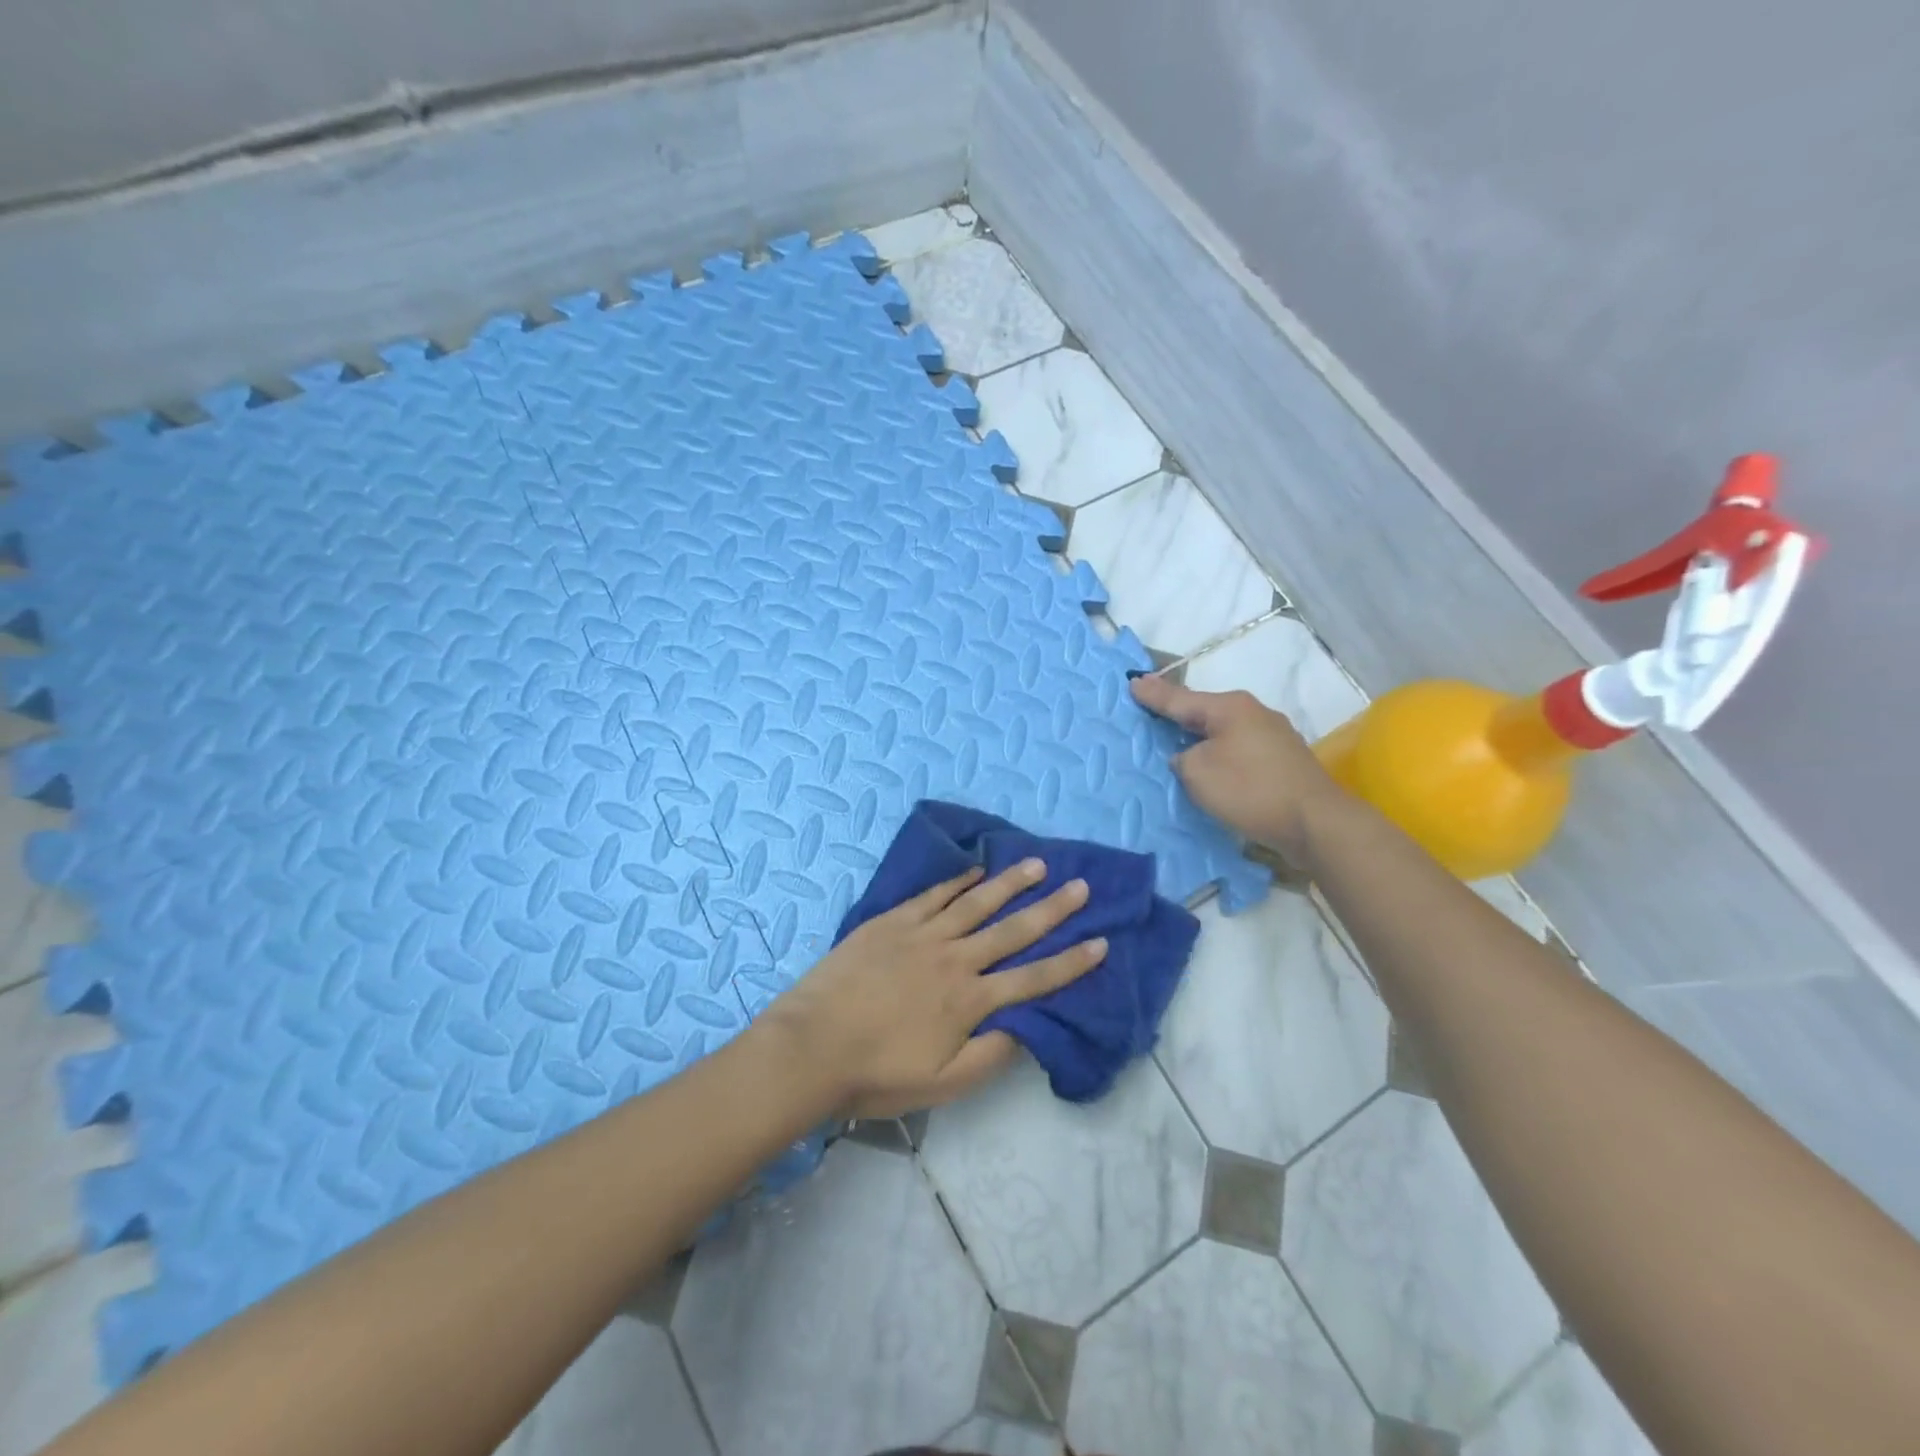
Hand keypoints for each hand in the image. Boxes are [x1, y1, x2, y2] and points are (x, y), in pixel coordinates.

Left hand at [758, 859, 1106, 1118]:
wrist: (811, 1046)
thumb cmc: (876, 1074)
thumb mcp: (942, 1084)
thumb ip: (990, 1056)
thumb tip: (1029, 1027)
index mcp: (970, 1001)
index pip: (1033, 978)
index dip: (1070, 962)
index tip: (1100, 942)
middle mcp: (955, 960)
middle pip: (1013, 930)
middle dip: (1052, 909)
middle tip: (1081, 886)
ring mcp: (922, 935)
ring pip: (977, 902)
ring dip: (1010, 884)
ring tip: (1038, 864)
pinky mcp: (892, 921)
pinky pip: (934, 895)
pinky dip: (958, 881)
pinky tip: (975, 870)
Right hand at [1130, 673, 1348, 861]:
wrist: (1315, 822)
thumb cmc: (1250, 790)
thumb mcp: (1198, 773)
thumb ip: (1183, 758)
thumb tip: (1190, 755)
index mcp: (1230, 708)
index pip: (1180, 699)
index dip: (1153, 695)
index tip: (1132, 683)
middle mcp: (1254, 713)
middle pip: (1204, 711)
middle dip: (1178, 712)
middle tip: (1151, 706)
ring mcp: (1273, 736)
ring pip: (1224, 730)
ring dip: (1201, 736)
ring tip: (1178, 738)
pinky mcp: (1283, 760)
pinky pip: (1239, 749)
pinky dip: (1221, 753)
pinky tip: (1213, 763)